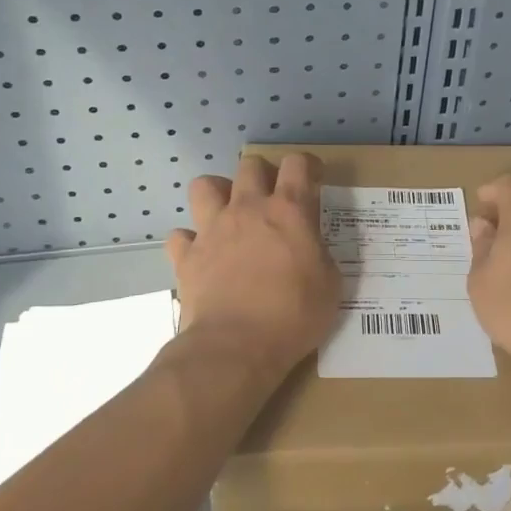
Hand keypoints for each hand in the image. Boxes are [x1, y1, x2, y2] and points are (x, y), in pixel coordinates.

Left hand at [167, 153, 340, 372]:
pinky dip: (190, 241)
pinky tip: (202, 254)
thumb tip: (310, 247)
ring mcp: (212, 229)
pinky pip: (180, 235)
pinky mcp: (186, 256)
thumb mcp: (330, 284)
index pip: (297, 164)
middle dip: (262, 173)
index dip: (307, 165)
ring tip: (228, 213)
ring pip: (204, 186)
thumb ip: (320, 254)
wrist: (236, 347)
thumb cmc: (293, 315)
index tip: (313, 178)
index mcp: (288, 210)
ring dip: (218, 193)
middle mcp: (247, 209)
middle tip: (271, 197)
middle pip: (249, 165)